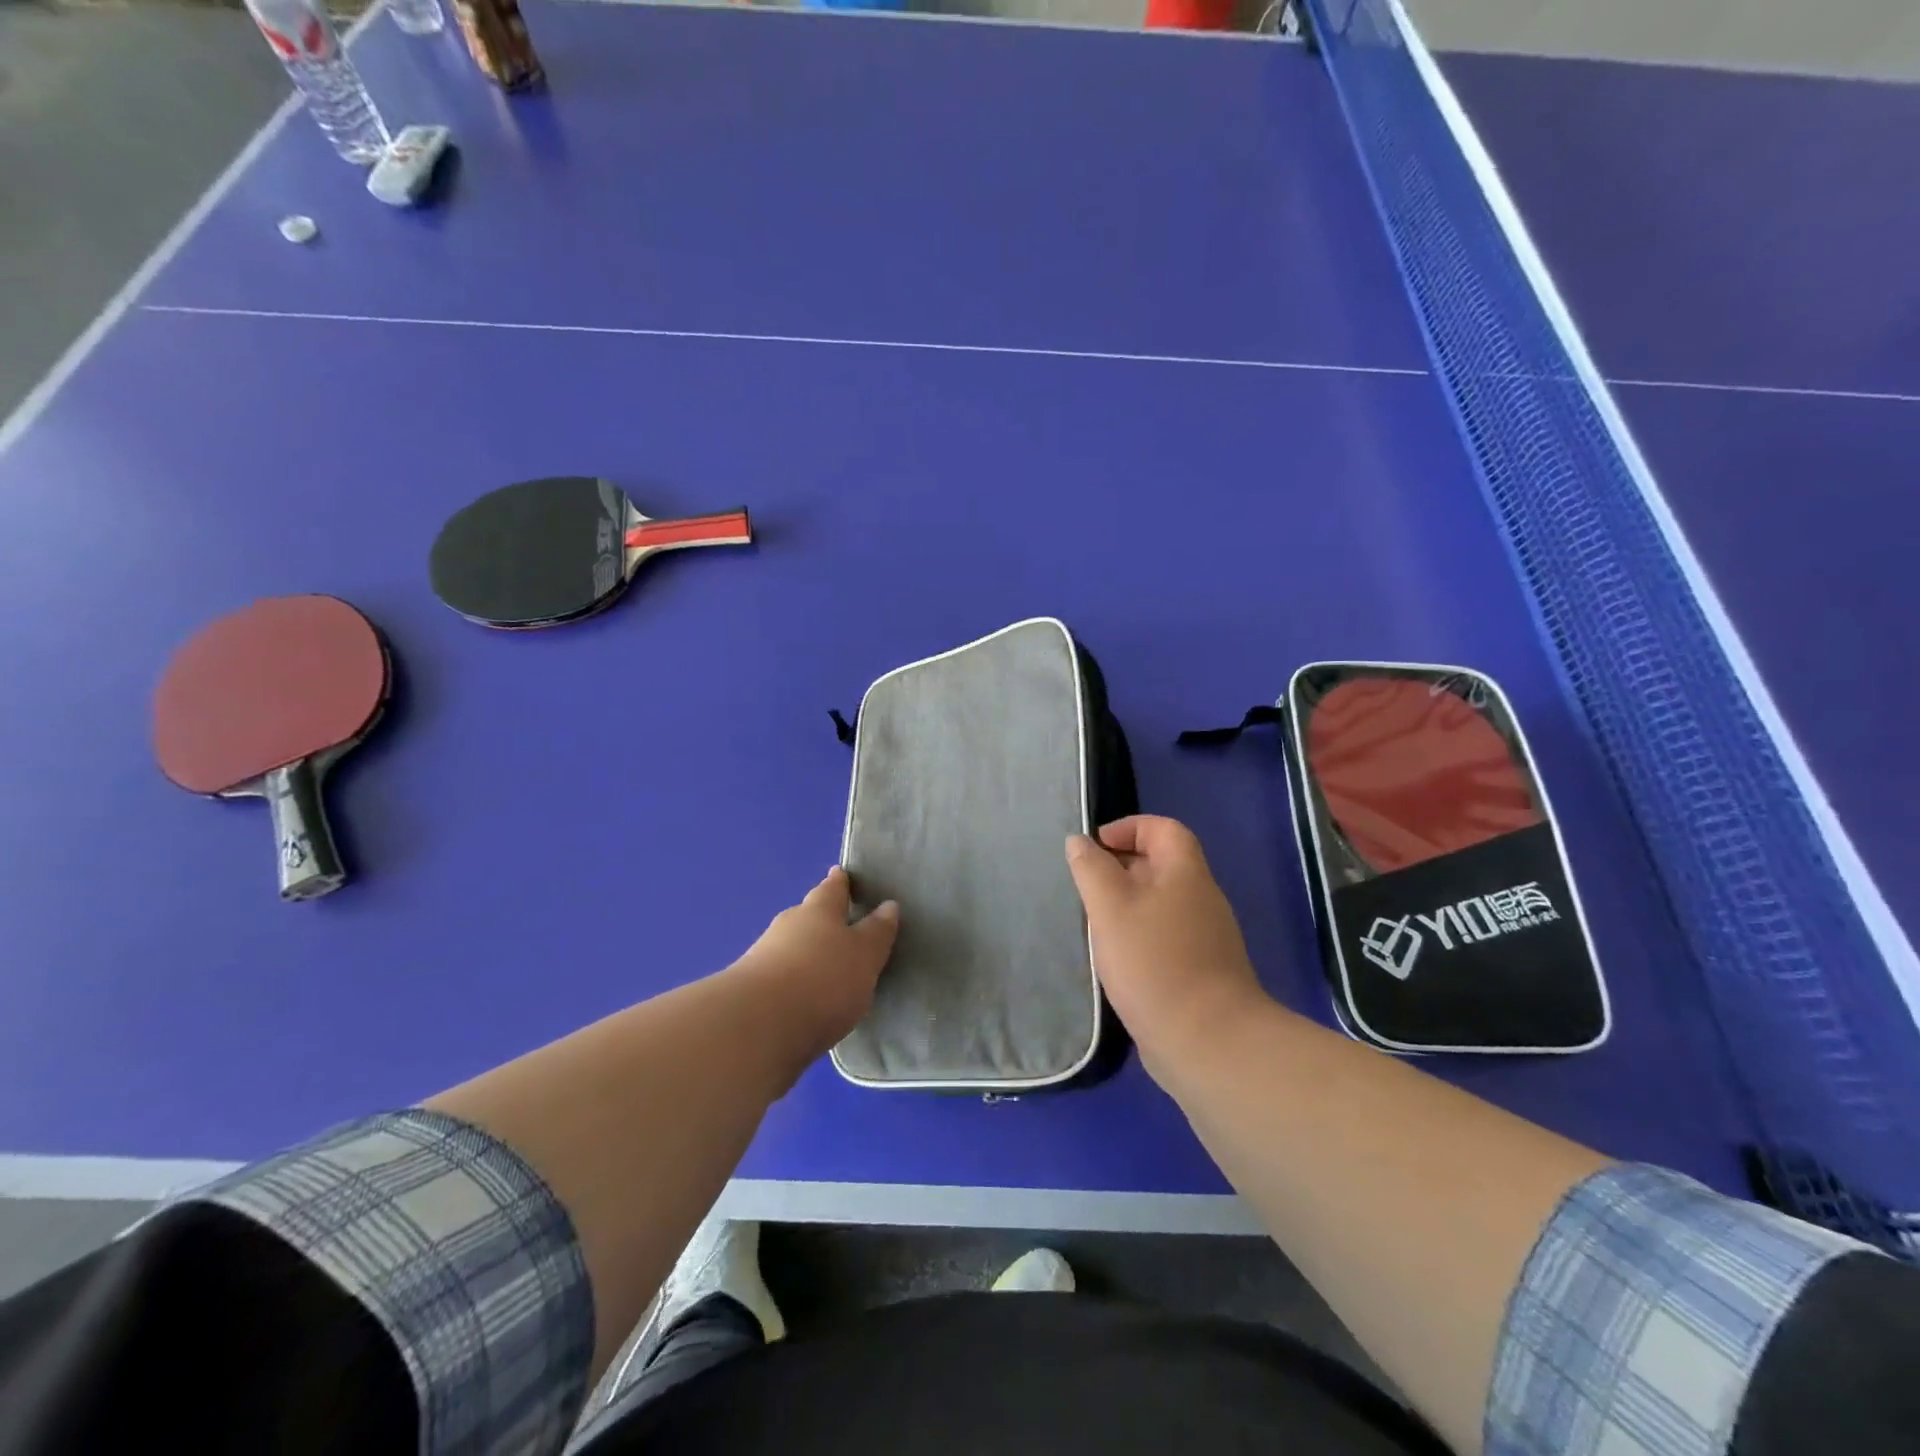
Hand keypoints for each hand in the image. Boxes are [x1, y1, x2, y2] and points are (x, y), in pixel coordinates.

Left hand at [733, 866, 899, 1065]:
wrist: (758, 1026)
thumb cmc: (823, 980)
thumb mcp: (864, 956)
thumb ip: (877, 933)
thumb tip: (887, 905)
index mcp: (819, 910)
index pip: (833, 888)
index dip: (840, 882)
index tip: (842, 873)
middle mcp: (789, 925)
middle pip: (809, 915)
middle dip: (822, 918)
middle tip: (841, 924)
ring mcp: (764, 956)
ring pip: (792, 945)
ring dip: (807, 952)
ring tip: (827, 967)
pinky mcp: (751, 990)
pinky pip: (780, 975)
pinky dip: (794, 980)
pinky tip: (805, 996)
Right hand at [1066, 816, 1269, 1074]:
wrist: (1207, 1041)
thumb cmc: (1154, 961)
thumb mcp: (1110, 906)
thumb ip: (1091, 869)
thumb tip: (1080, 842)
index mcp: (1186, 873)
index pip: (1163, 828)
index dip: (1129, 828)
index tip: (1094, 848)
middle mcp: (1201, 898)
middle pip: (1162, 865)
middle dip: (1121, 867)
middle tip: (1086, 887)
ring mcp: (1205, 937)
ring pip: (1161, 904)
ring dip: (1127, 905)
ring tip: (1094, 924)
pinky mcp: (1201, 971)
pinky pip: (1165, 937)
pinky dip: (1139, 936)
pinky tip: (1116, 960)